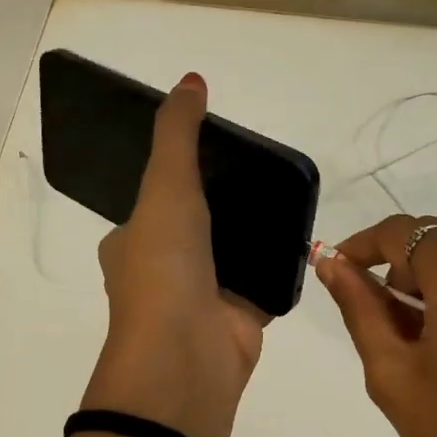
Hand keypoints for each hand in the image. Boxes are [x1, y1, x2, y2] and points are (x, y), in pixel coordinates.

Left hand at [81, 73, 267, 436]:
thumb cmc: (164, 267)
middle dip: (225, 205)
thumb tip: (191, 79)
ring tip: (288, 198)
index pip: (156, 201)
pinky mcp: (239, 319)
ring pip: (232, 255)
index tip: (215, 153)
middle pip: (199, 226)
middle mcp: (164, 270)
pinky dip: (278, 265)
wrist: (186, 356)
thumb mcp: (165, 187)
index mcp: (132, 242)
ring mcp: (202, 298)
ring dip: (253, 234)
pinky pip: (263, 283)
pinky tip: (303, 239)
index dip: (180, 176)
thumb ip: (178, 134)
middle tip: (263, 173)